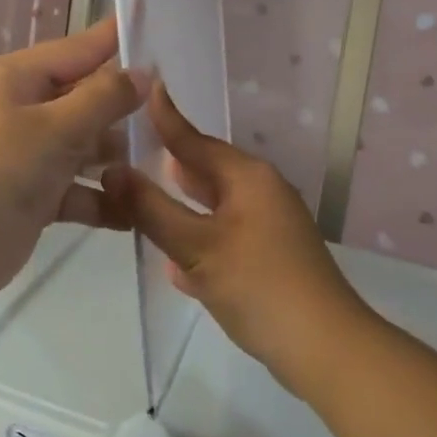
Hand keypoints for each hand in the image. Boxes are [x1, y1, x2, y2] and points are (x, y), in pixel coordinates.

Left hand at [0, 16, 144, 303]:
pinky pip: (78, 187)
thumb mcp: (57, 128)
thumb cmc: (1, 172)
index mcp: (19, 77)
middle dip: (126, 111)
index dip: (119, 40)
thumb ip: (104, 98)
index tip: (162, 29)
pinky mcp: (36, 192)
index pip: (80, 48)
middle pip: (87, 99)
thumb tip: (142, 73)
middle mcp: (23, 107)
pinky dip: (102, 198)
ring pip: (86, 145)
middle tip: (177, 115)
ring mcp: (29, 152)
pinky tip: (136, 212)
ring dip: (118, 159)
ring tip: (163, 167)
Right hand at [103, 83, 373, 390]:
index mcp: (248, 178)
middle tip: (127, 152)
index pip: (195, 140)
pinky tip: (175, 263)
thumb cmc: (258, 286)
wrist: (324, 348)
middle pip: (206, 172)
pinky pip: (225, 238)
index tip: (143, 88)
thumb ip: (152, 210)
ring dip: (183, 207)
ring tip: (143, 200)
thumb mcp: (197, 247)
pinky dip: (199, 240)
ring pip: (215, 207)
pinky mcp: (270, 259)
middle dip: (170, 165)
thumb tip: (112, 172)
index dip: (165, 119)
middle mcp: (261, 193)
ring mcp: (269, 228)